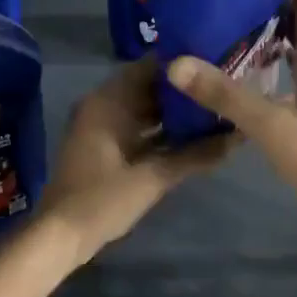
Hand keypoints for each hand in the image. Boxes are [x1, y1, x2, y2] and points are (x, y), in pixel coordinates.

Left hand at [34, 59, 232, 269]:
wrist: (61, 236)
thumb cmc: (102, 200)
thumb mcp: (153, 178)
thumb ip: (195, 156)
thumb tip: (236, 137)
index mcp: (108, 102)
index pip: (149, 67)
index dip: (181, 63)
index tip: (215, 61)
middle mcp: (103, 105)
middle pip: (148, 87)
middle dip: (182, 89)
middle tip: (221, 86)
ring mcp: (103, 126)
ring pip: (144, 108)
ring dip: (173, 110)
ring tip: (213, 107)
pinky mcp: (106, 146)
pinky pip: (138, 127)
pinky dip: (161, 129)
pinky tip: (192, 135)